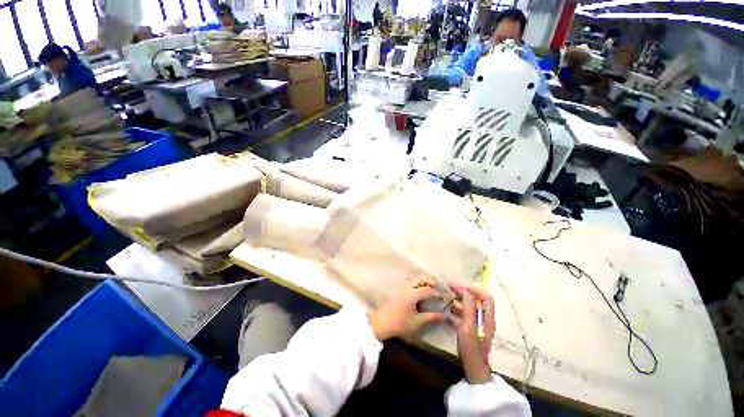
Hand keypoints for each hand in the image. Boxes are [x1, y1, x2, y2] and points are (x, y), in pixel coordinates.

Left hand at [367, 276, 446, 341]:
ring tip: (431, 290)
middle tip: (438, 289)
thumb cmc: (399, 323)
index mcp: (412, 294)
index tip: (443, 299)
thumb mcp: (416, 322)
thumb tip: (444, 315)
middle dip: (432, 281)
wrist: (381, 322)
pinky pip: (411, 281)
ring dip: (425, 281)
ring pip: (416, 278)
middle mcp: (407, 287)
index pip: (428, 290)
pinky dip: (418, 283)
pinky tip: (421, 291)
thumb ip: (431, 317)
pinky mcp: (399, 288)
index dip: (437, 293)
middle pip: (422, 278)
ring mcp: (402, 286)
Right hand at [449, 283, 494, 383]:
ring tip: (446, 294)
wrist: (473, 367)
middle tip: (449, 287)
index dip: (473, 289)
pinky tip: (447, 308)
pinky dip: (457, 307)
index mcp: (488, 317)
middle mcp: (484, 318)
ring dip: (459, 298)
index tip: (458, 286)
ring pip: (470, 305)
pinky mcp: (471, 327)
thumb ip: (469, 308)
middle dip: (463, 291)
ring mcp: (478, 322)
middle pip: (476, 299)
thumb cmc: (471, 348)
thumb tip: (466, 291)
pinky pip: (465, 312)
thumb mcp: (469, 326)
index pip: (485, 297)